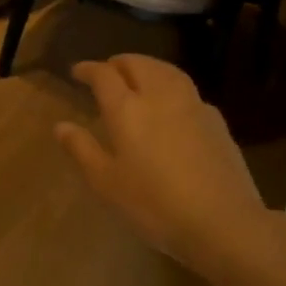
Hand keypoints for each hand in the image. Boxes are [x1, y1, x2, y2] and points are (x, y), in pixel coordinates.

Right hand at [54, 54, 280, 283]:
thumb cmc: (154, 205)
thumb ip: (82, 149)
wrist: (223, 222)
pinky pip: (188, 91)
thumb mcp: (106, 183)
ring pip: (167, 71)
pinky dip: (171, 86)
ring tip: (138, 76)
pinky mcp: (216, 121)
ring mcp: (193, 106)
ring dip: (148, 67)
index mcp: (127, 109)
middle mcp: (160, 97)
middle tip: (107, 71)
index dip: (88, 69)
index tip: (77, 72)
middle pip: (138, 64)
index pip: (104, 75)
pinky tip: (171, 104)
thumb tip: (61, 126)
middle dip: (119, 63)